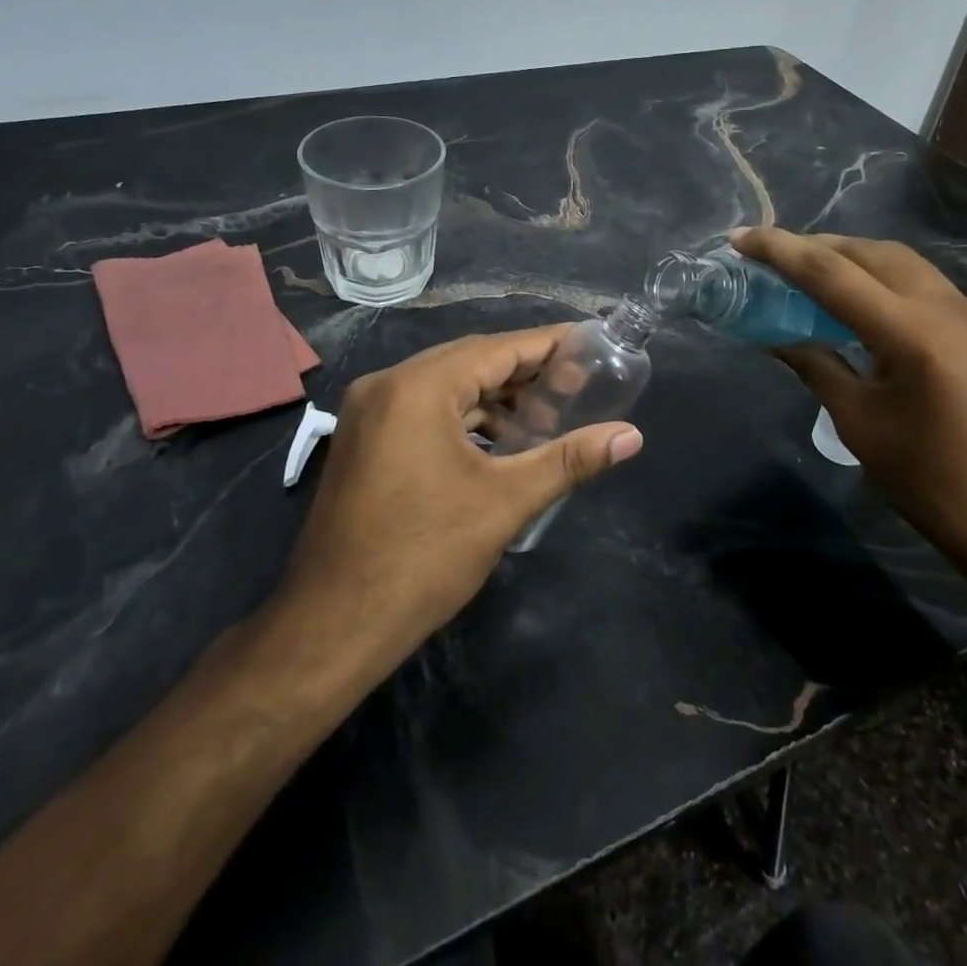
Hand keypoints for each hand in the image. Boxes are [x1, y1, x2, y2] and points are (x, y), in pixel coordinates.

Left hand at [273, 326, 642, 676]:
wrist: (333, 625)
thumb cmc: (424, 556)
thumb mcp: (505, 501)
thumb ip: (571, 459)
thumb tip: (632, 436)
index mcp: (418, 387)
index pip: (497, 348)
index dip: (547, 345)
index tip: (589, 342)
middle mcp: (387, 384)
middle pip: (470, 361)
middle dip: (524, 371)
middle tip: (576, 381)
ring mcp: (369, 412)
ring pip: (446, 386)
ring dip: (494, 398)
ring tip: (545, 417)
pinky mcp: (364, 440)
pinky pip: (424, 409)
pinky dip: (464, 418)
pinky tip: (499, 441)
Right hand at [732, 228, 966, 606]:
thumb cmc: (934, 485)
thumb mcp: (861, 425)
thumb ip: (817, 366)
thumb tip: (777, 335)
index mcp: (913, 333)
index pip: (831, 274)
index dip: (779, 251)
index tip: (739, 239)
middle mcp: (948, 307)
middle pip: (870, 252)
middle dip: (817, 246)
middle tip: (771, 257)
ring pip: (900, 262)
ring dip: (850, 258)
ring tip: (807, 272)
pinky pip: (921, 283)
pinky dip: (880, 278)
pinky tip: (857, 301)